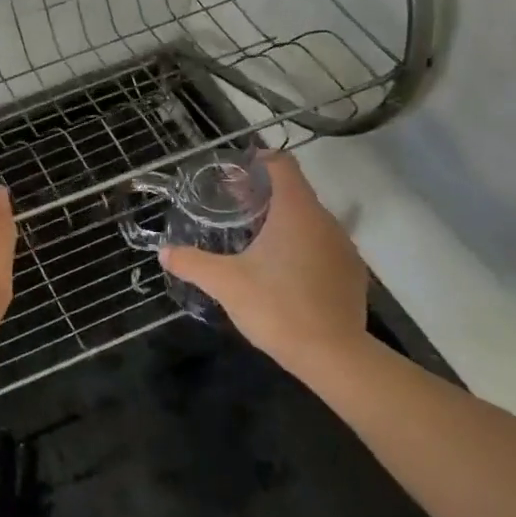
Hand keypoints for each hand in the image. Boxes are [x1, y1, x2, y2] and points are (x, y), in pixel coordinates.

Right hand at [160, 152, 365, 374]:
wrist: (334, 356)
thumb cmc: (277, 306)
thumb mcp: (225, 283)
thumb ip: (192, 263)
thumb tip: (164, 252)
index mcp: (296, 212)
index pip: (282, 165)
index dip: (259, 161)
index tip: (235, 171)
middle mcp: (325, 222)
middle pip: (295, 192)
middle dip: (264, 194)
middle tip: (233, 206)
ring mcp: (343, 249)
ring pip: (310, 220)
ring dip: (283, 221)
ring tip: (254, 238)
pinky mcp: (351, 274)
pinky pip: (322, 246)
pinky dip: (301, 246)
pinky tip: (281, 270)